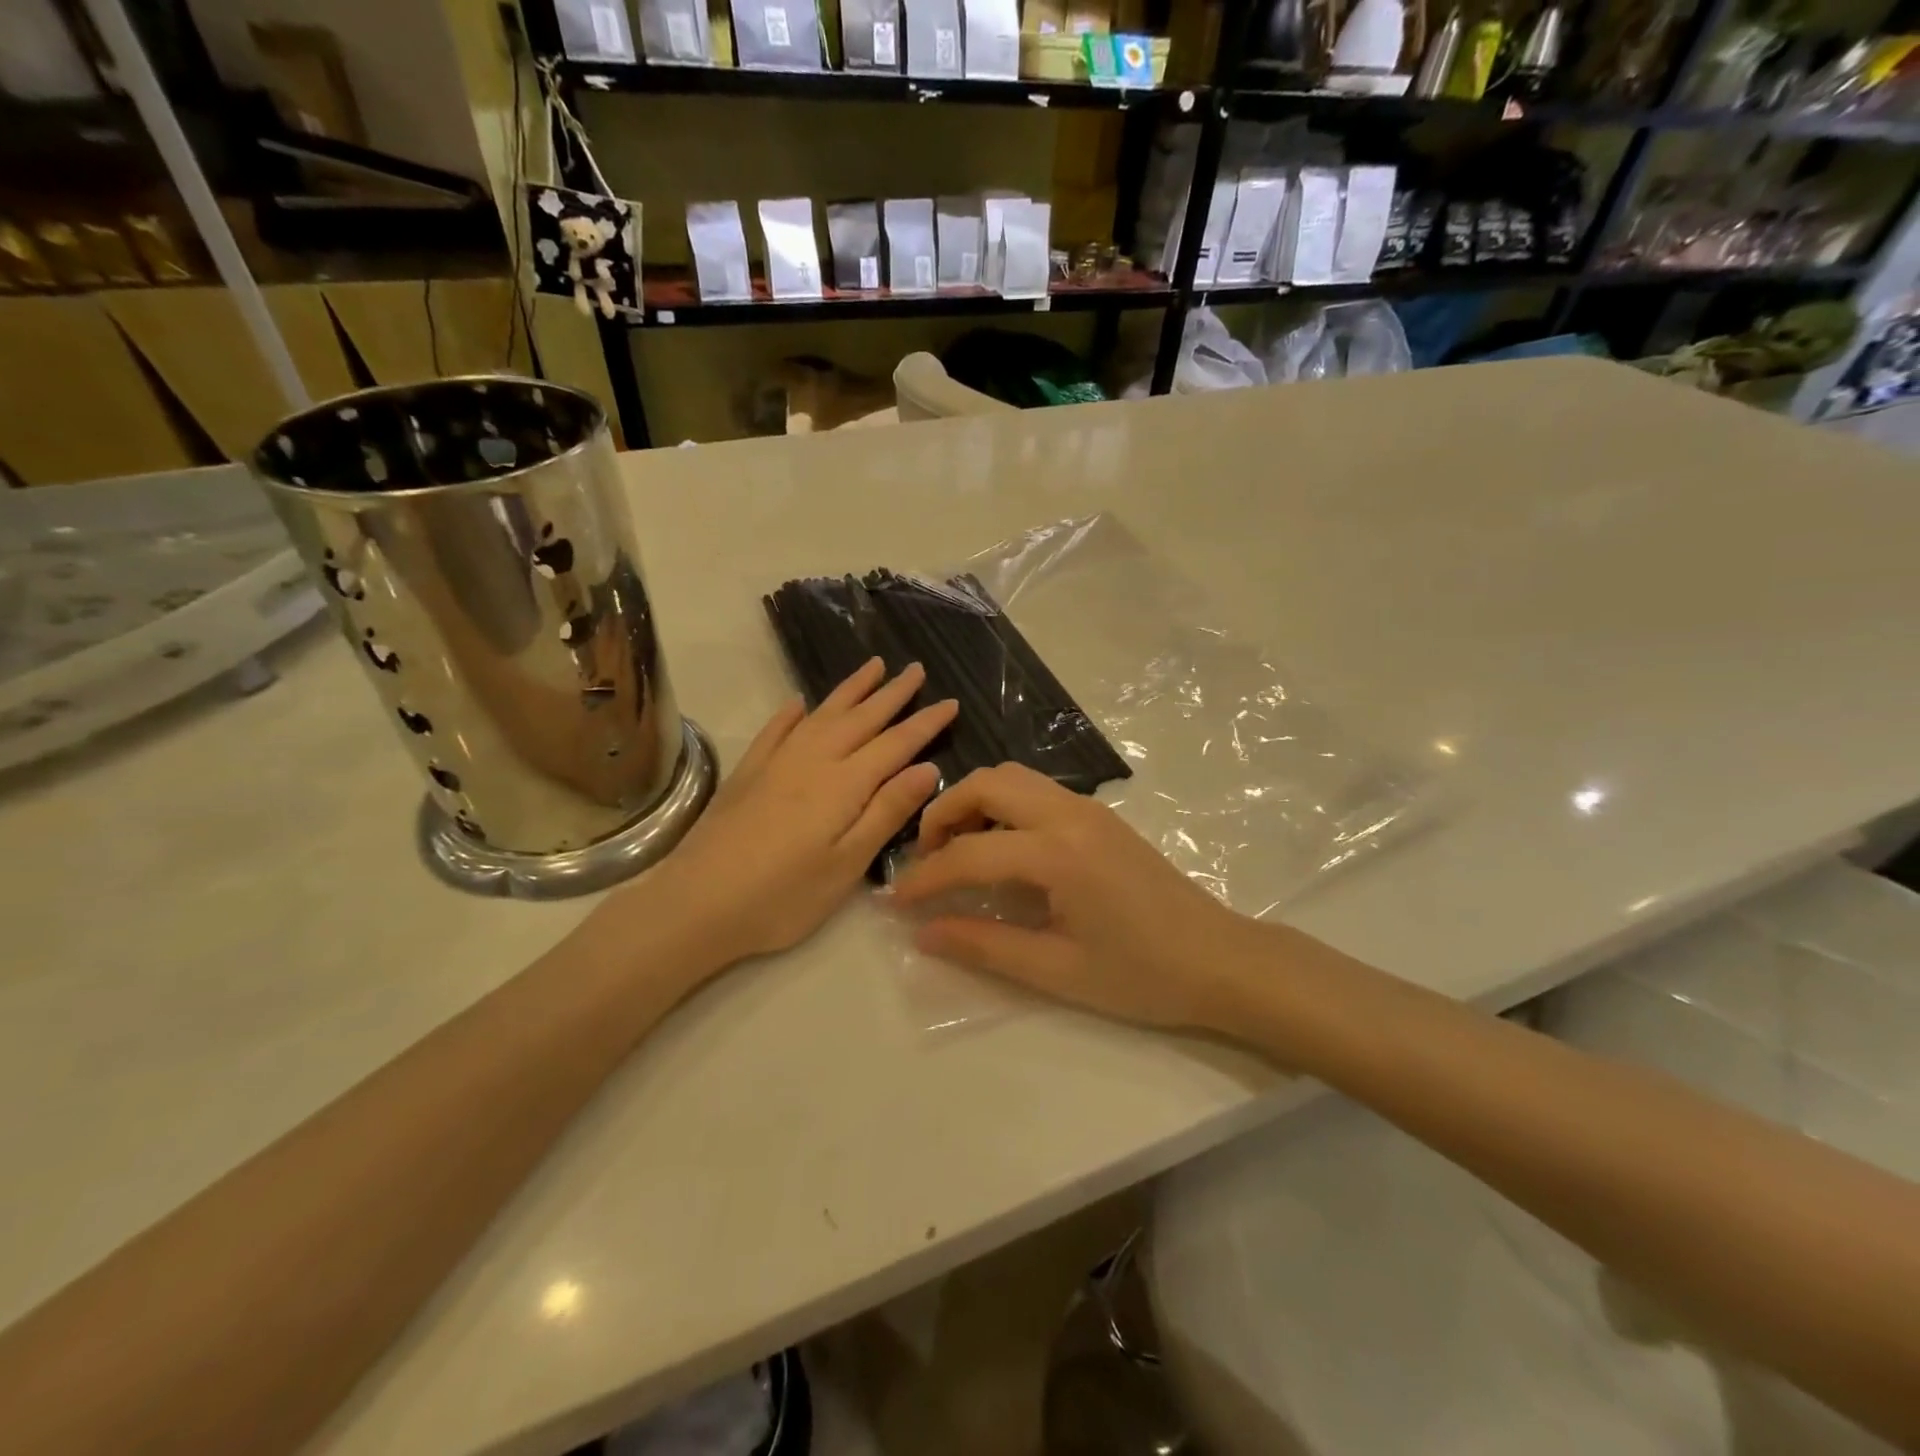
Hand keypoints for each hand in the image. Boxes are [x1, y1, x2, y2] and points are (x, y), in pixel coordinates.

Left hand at [605, 658, 956, 969]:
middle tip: (916, 668)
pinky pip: (775, 730)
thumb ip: (886, 812)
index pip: (896, 743)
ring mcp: (776, 762)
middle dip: (892, 693)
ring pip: (821, 714)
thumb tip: (926, 768)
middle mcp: (813, 760)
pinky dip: (791, 713)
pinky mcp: (747, 773)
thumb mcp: (847, 864)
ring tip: (872, 666)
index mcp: (844, 784)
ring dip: (850, 690)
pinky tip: (798, 704)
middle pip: (861, 718)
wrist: (696, 903)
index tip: (951, 701)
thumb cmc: (783, 896)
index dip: (925, 722)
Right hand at [893, 763, 1268, 1031]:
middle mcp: (1070, 814)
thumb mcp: (1056, 970)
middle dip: (943, 814)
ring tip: (959, 851)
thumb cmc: (1142, 975)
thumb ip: (984, 945)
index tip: (895, 901)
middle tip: (926, 860)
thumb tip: (923, 933)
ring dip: (975, 803)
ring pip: (1013, 778)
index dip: (925, 877)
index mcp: (1058, 852)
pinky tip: (1002, 850)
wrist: (1221, 960)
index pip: (969, 853)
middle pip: (988, 783)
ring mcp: (1089, 809)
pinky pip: (1037, 791)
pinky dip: (1004, 806)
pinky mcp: (1100, 817)